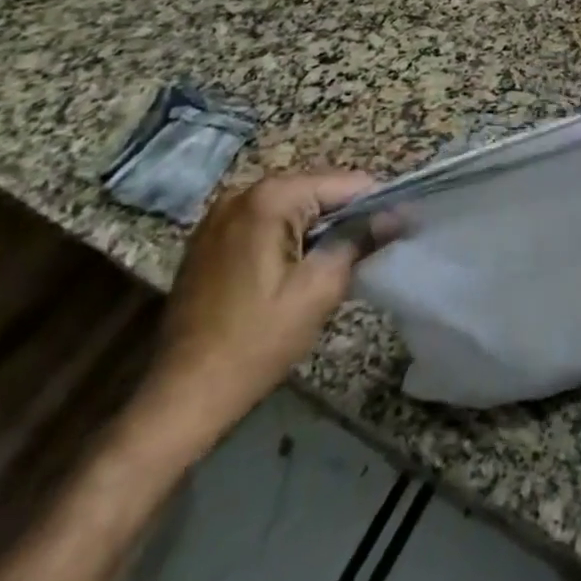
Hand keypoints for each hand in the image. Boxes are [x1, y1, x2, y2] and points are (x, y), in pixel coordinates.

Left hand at [133, 171, 387, 454]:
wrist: (181, 397)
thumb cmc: (257, 341)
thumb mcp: (319, 289)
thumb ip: (359, 240)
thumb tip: (396, 215)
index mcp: (270, 198)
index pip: (345, 183)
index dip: (377, 205)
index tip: (399, 231)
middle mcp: (243, 192)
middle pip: (317, 189)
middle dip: (346, 217)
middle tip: (368, 253)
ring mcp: (220, 215)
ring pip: (292, 207)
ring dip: (319, 228)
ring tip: (337, 263)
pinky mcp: (210, 239)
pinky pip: (266, 223)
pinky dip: (289, 237)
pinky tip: (297, 270)